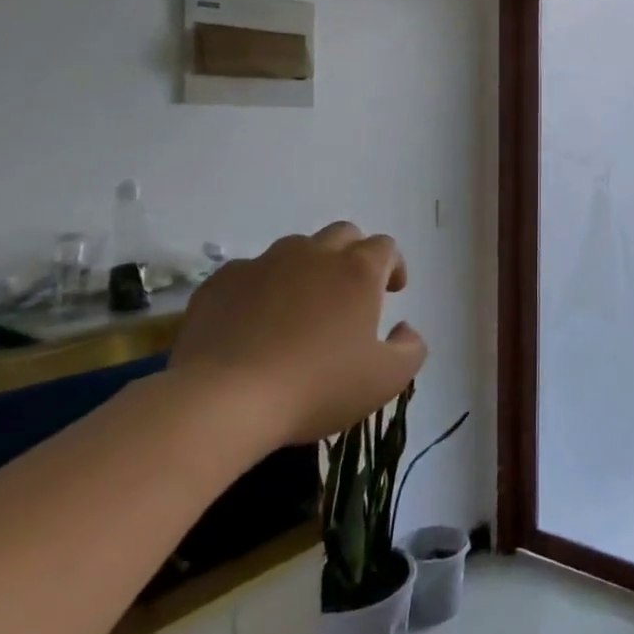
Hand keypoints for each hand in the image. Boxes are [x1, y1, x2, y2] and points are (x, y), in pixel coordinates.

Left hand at [168, 222, 426, 447]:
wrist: (224, 399)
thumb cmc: (317, 386)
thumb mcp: (386, 379)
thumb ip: (411, 348)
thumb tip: (405, 328)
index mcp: (357, 270)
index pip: (385, 246)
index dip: (393, 265)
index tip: (392, 291)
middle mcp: (313, 254)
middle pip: (343, 234)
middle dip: (353, 255)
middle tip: (351, 293)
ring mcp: (263, 263)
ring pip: (295, 249)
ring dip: (308, 268)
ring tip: (302, 307)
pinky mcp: (222, 281)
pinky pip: (251, 272)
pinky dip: (263, 288)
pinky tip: (256, 322)